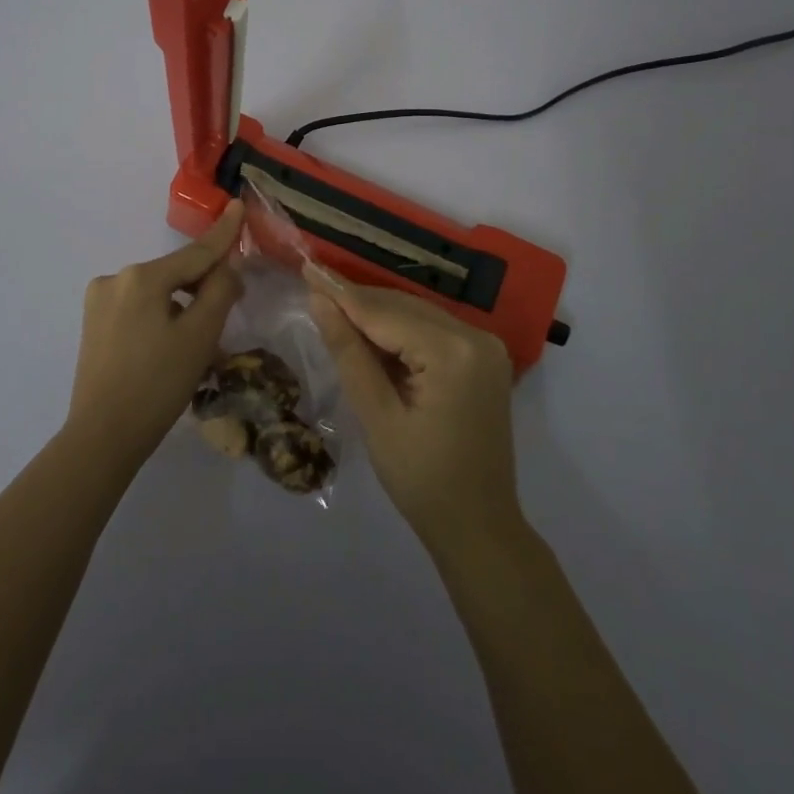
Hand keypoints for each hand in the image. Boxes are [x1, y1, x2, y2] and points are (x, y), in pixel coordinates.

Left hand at [67, 202, 245, 470]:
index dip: (223, 232)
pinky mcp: (93, 323)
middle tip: (229, 312)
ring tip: (201, 345)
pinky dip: (161, 319)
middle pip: (175, 274)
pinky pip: (139, 309)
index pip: (195, 253)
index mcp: (142, 277)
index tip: (237, 204)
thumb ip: (219, 290)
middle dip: (203, 288)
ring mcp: (100, 301)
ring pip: (158, 293)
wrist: (102, 437)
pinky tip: (171, 349)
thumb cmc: (158, 384)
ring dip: (182, 309)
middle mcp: (117, 278)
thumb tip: (226, 265)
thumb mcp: (200, 336)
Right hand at [306, 267, 521, 554]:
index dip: (342, 292)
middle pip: (403, 307)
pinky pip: (433, 331)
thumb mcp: (377, 416)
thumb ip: (349, 352)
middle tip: (312, 283)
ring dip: (376, 313)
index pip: (385, 313)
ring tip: (331, 305)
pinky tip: (369, 331)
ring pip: (417, 314)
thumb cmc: (421, 480)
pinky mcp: (484, 358)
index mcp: (453, 352)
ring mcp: (485, 346)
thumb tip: (320, 301)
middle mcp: (476, 337)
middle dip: (357, 299)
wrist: (479, 526)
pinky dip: (400, 330)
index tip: (307, 266)